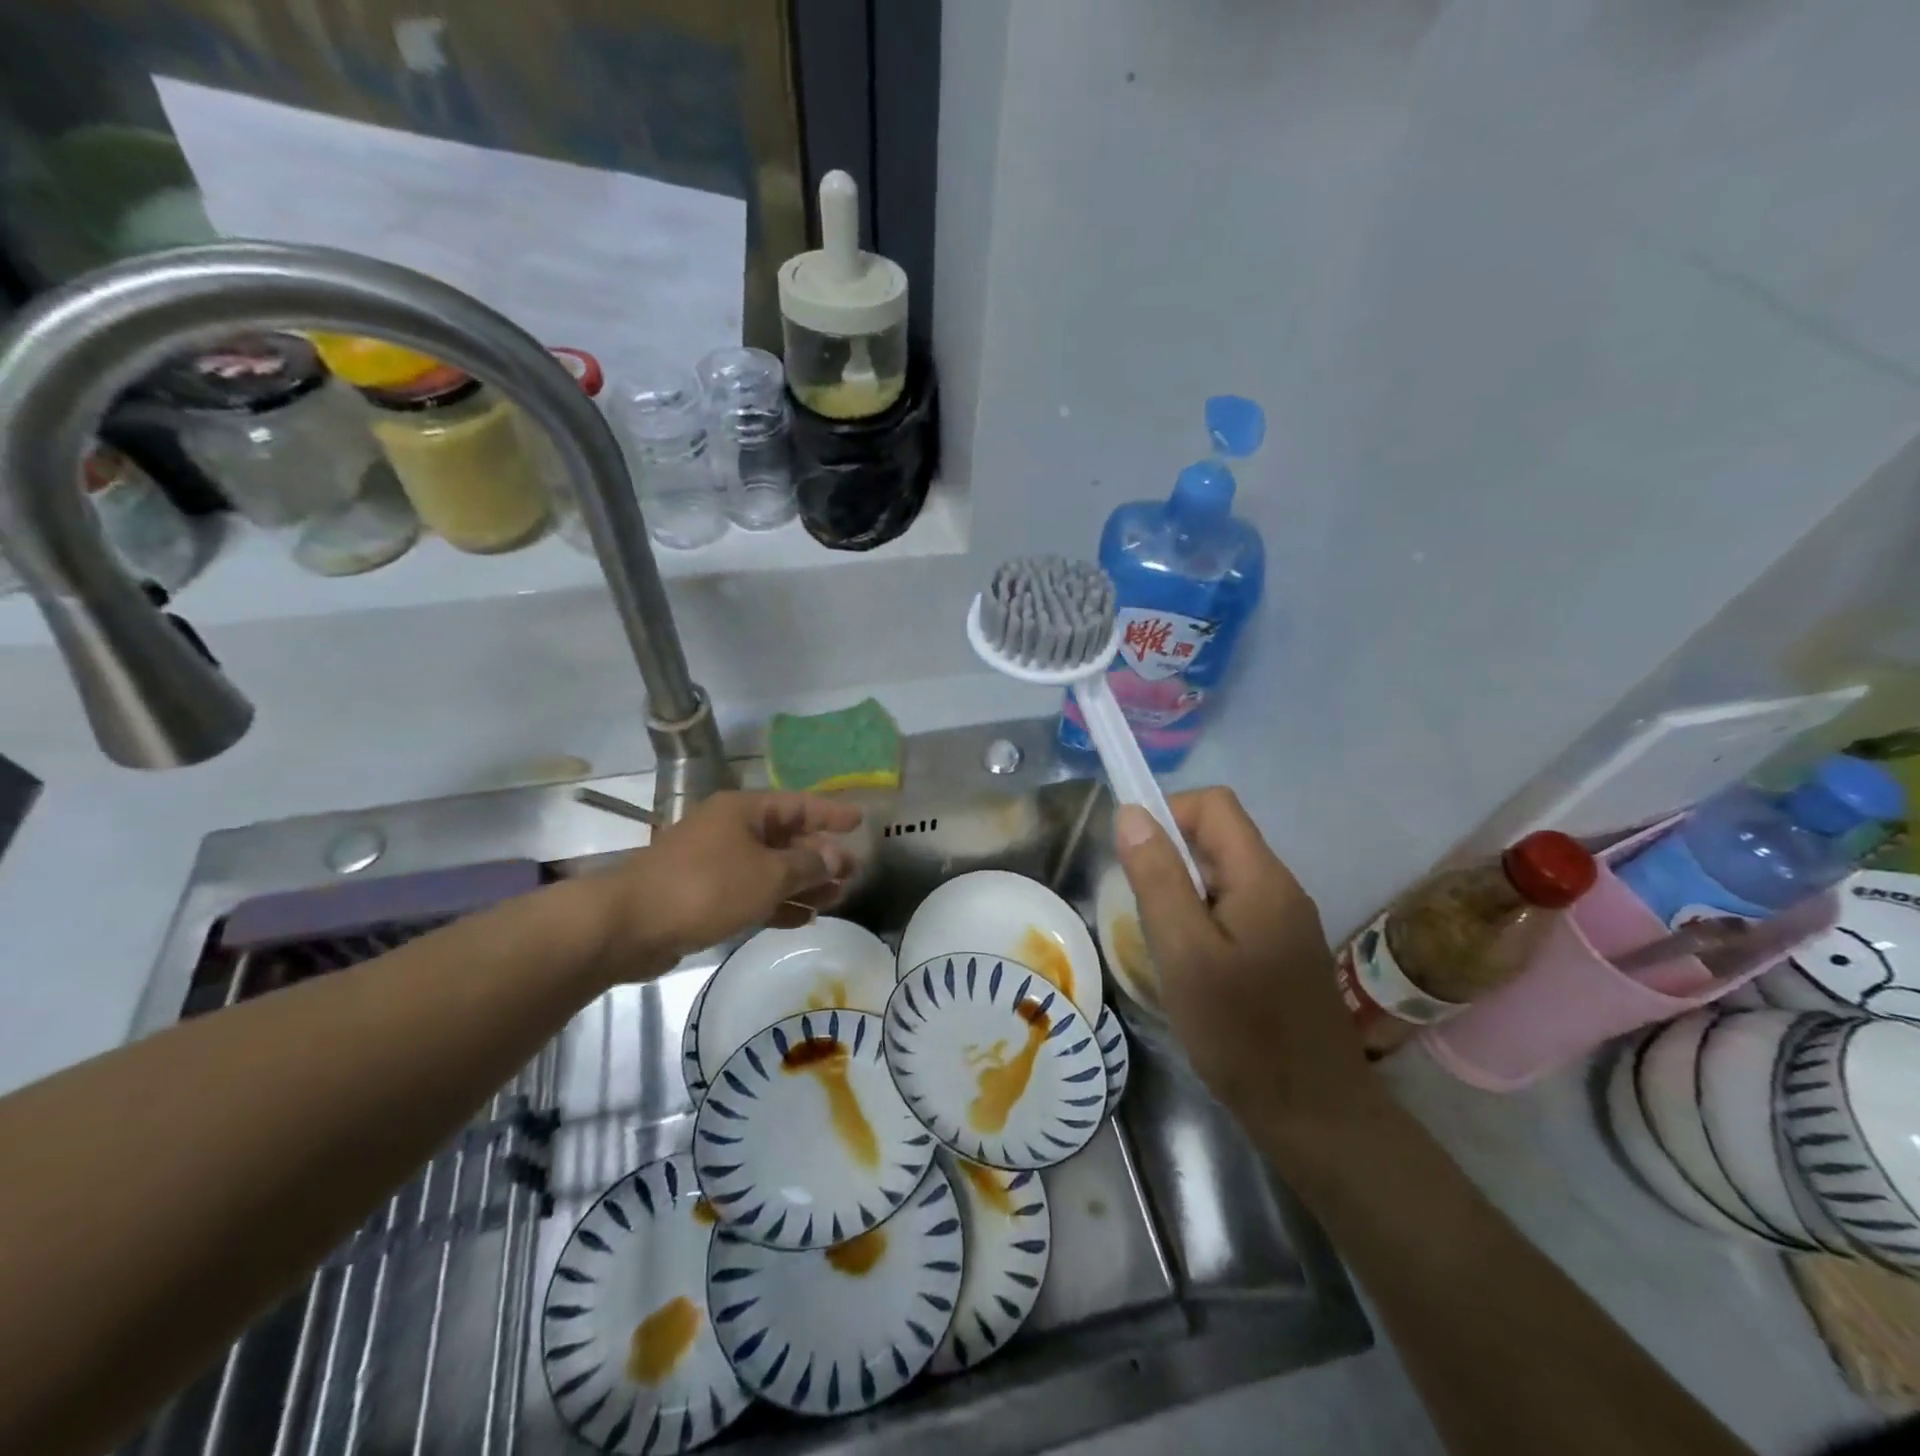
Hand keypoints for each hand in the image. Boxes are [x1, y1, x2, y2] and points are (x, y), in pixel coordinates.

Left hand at [593, 791, 862, 972]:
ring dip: (803, 883)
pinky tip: (803, 918)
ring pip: (770, 869)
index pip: (799, 804)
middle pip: (786, 838)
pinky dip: (777, 902)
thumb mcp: (768, 875)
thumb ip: (808, 866)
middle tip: (852, 872)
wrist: (629, 924)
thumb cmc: (706, 887)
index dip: (831, 813)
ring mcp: (715, 863)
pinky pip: (752, 893)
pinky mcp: (704, 895)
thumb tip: (837, 857)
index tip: (860, 821)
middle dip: (820, 856)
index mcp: (744, 811)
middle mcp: (731, 830)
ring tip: (836, 899)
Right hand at [1114, 790, 1386, 1151]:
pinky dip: (1201, 919)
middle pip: (1218, 837)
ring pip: (1222, 875)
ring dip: (1183, 892)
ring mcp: (1285, 920)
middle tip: (1144, 911)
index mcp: (1261, 877)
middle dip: (1170, 858)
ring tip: (1163, 943)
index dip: (1167, 813)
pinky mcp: (1282, 950)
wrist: (1315, 1116)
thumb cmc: (1241, 1033)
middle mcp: (1279, 887)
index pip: (1213, 804)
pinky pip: (1233, 908)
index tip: (1134, 859)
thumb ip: (1157, 878)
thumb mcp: (1184, 952)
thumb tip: (1131, 813)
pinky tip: (1191, 966)